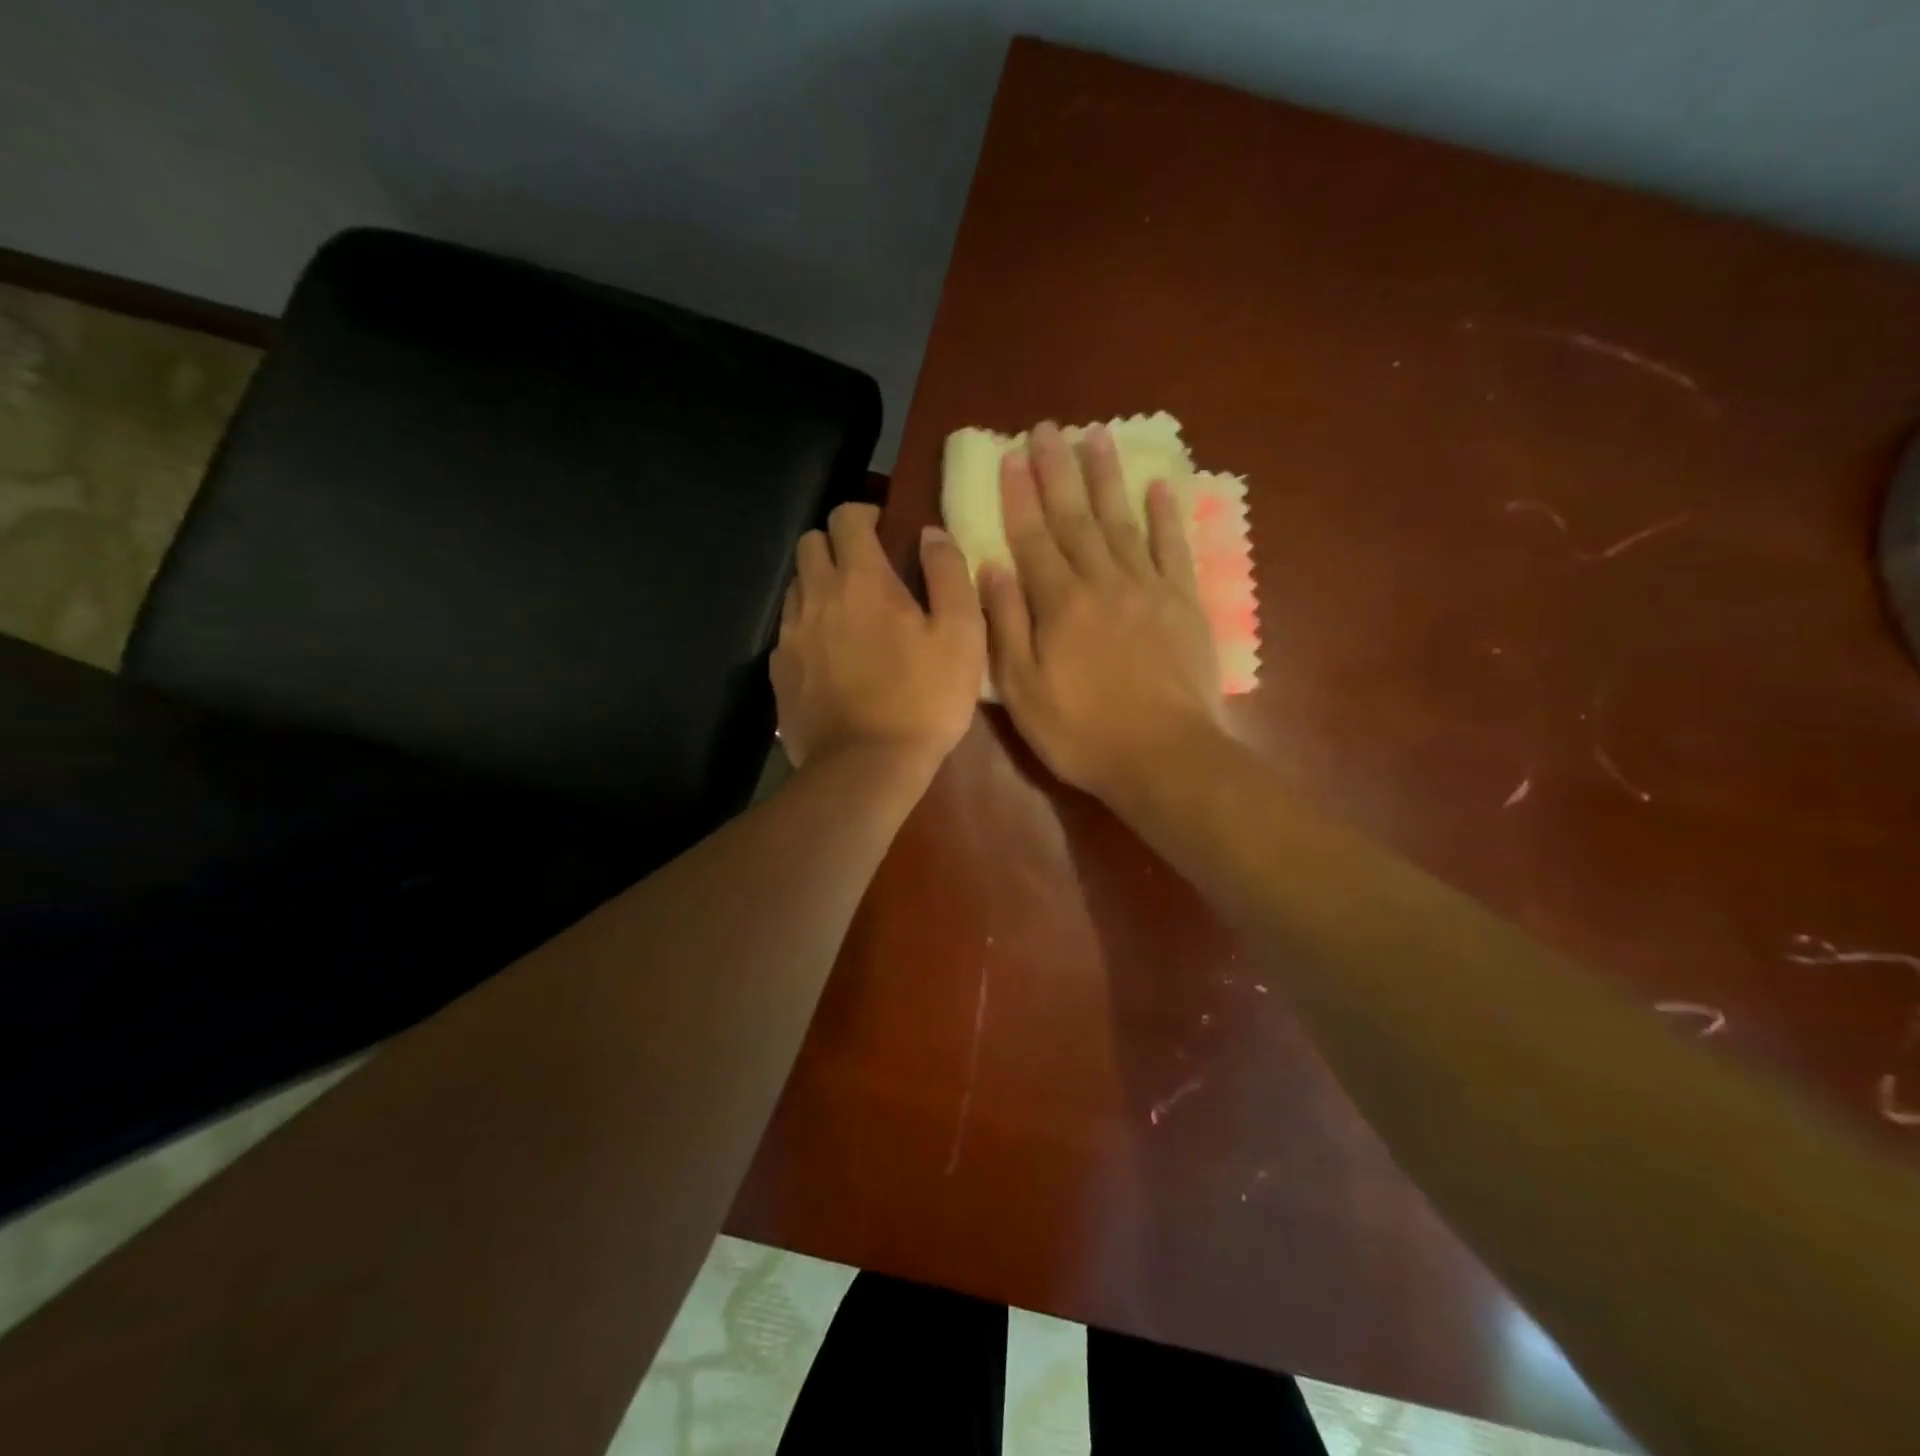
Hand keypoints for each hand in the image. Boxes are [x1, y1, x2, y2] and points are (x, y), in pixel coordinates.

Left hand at [772, 502, 984, 775]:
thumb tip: (931, 533)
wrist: (866, 767)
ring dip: (819, 586)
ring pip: (796, 586)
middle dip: (836, 545)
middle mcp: (816, 597)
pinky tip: (831, 657)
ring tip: (849, 615)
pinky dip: (808, 628)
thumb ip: (949, 574)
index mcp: (861, 580)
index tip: (885, 531)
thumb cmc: (923, 700)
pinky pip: (788, 631)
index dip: (865, 514)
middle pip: (810, 543)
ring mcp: (791, 635)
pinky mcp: (779, 671)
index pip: (846, 517)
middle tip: (866, 572)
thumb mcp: (961, 636)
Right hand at [979, 421, 1224, 800]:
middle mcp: (1103, 582)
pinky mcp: (1185, 604)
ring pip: (1123, 521)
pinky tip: (1158, 487)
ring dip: (1108, 478)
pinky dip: (1166, 516)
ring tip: (1097, 437)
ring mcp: (1149, 589)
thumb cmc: (1082, 732)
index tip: (1011, 455)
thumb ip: (1005, 625)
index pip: (1033, 537)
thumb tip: (991, 567)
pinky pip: (1174, 549)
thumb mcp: (1023, 690)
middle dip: (1058, 470)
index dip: (1020, 495)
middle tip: (1048, 428)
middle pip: (1077, 517)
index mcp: (1059, 604)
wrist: (1164, 757)